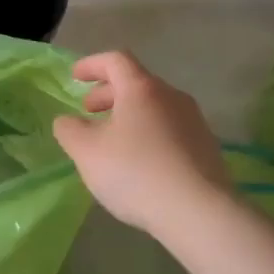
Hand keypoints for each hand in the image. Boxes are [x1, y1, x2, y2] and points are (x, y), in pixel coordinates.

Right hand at [52, 51, 234, 237]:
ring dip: (128, 115)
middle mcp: (172, 97)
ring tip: (112, 140)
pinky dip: (148, 133)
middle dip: (108, 93)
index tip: (75, 77)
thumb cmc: (136, 173)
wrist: (200, 213)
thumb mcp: (87, 152)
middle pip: (136, 83)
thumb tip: (68, 121)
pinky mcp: (206, 147)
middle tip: (88, 111)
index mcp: (142, 89)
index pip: (115, 60)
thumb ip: (70, 130)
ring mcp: (194, 121)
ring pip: (154, 107)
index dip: (92, 65)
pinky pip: (169, 129)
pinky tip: (139, 162)